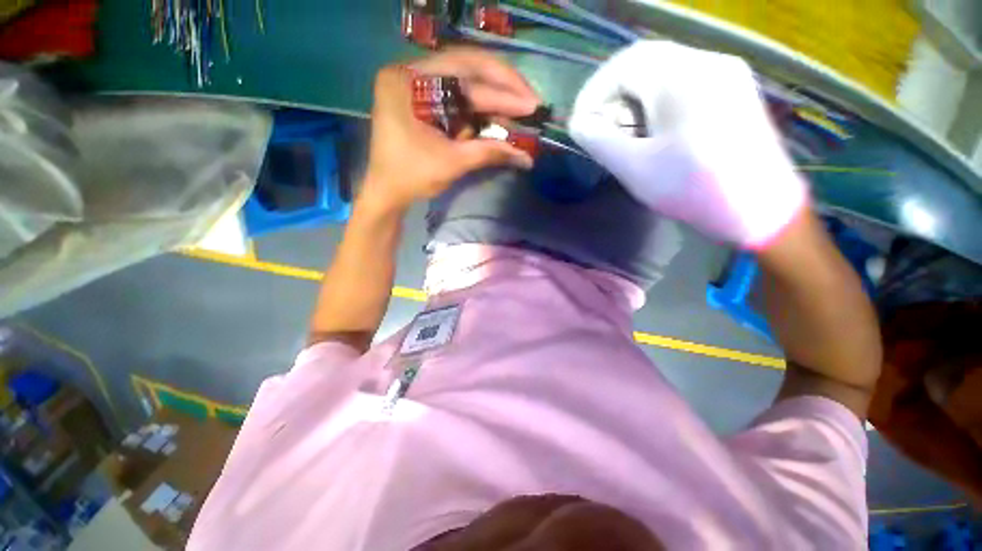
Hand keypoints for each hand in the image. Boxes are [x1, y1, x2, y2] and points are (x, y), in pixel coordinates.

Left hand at [361, 48, 539, 213]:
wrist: (387, 192)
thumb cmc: (411, 177)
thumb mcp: (451, 163)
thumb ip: (488, 152)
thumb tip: (526, 156)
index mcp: (408, 80)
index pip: (464, 72)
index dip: (502, 89)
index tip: (530, 103)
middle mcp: (411, 73)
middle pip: (466, 69)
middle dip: (502, 87)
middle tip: (531, 101)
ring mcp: (417, 85)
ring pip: (465, 83)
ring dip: (494, 97)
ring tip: (521, 108)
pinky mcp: (424, 101)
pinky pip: (458, 98)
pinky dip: (480, 109)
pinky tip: (499, 115)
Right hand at [568, 41, 807, 248]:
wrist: (760, 208)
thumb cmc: (693, 189)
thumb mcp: (634, 168)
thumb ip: (598, 140)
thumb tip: (579, 124)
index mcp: (682, 77)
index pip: (622, 66)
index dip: (593, 93)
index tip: (581, 124)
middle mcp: (707, 62)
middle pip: (644, 63)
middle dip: (613, 96)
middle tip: (602, 130)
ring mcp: (725, 73)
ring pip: (663, 72)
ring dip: (634, 99)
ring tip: (626, 135)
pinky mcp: (733, 90)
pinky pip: (683, 83)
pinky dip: (657, 102)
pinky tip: (654, 131)